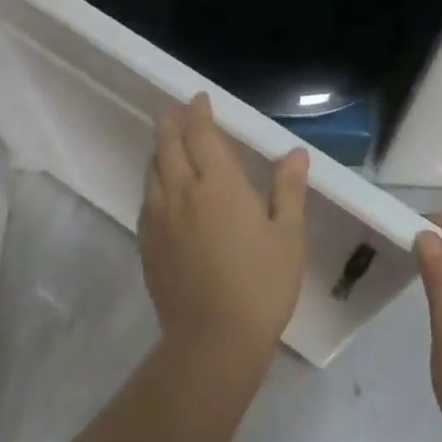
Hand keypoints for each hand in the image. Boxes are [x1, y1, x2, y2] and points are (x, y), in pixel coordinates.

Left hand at [138, 94, 309, 371]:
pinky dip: (154, 180)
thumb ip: (288, 189)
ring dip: (160, 150)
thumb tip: (294, 152)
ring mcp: (159, 218)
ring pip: (153, 170)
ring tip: (167, 143)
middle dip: (170, 122)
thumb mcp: (288, 236)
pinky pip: (147, 198)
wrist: (213, 341)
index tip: (199, 100)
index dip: (198, 113)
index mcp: (219, 185)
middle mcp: (182, 192)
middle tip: (175, 111)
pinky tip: (162, 189)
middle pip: (168, 145)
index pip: (201, 134)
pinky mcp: (147, 243)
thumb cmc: (260, 286)